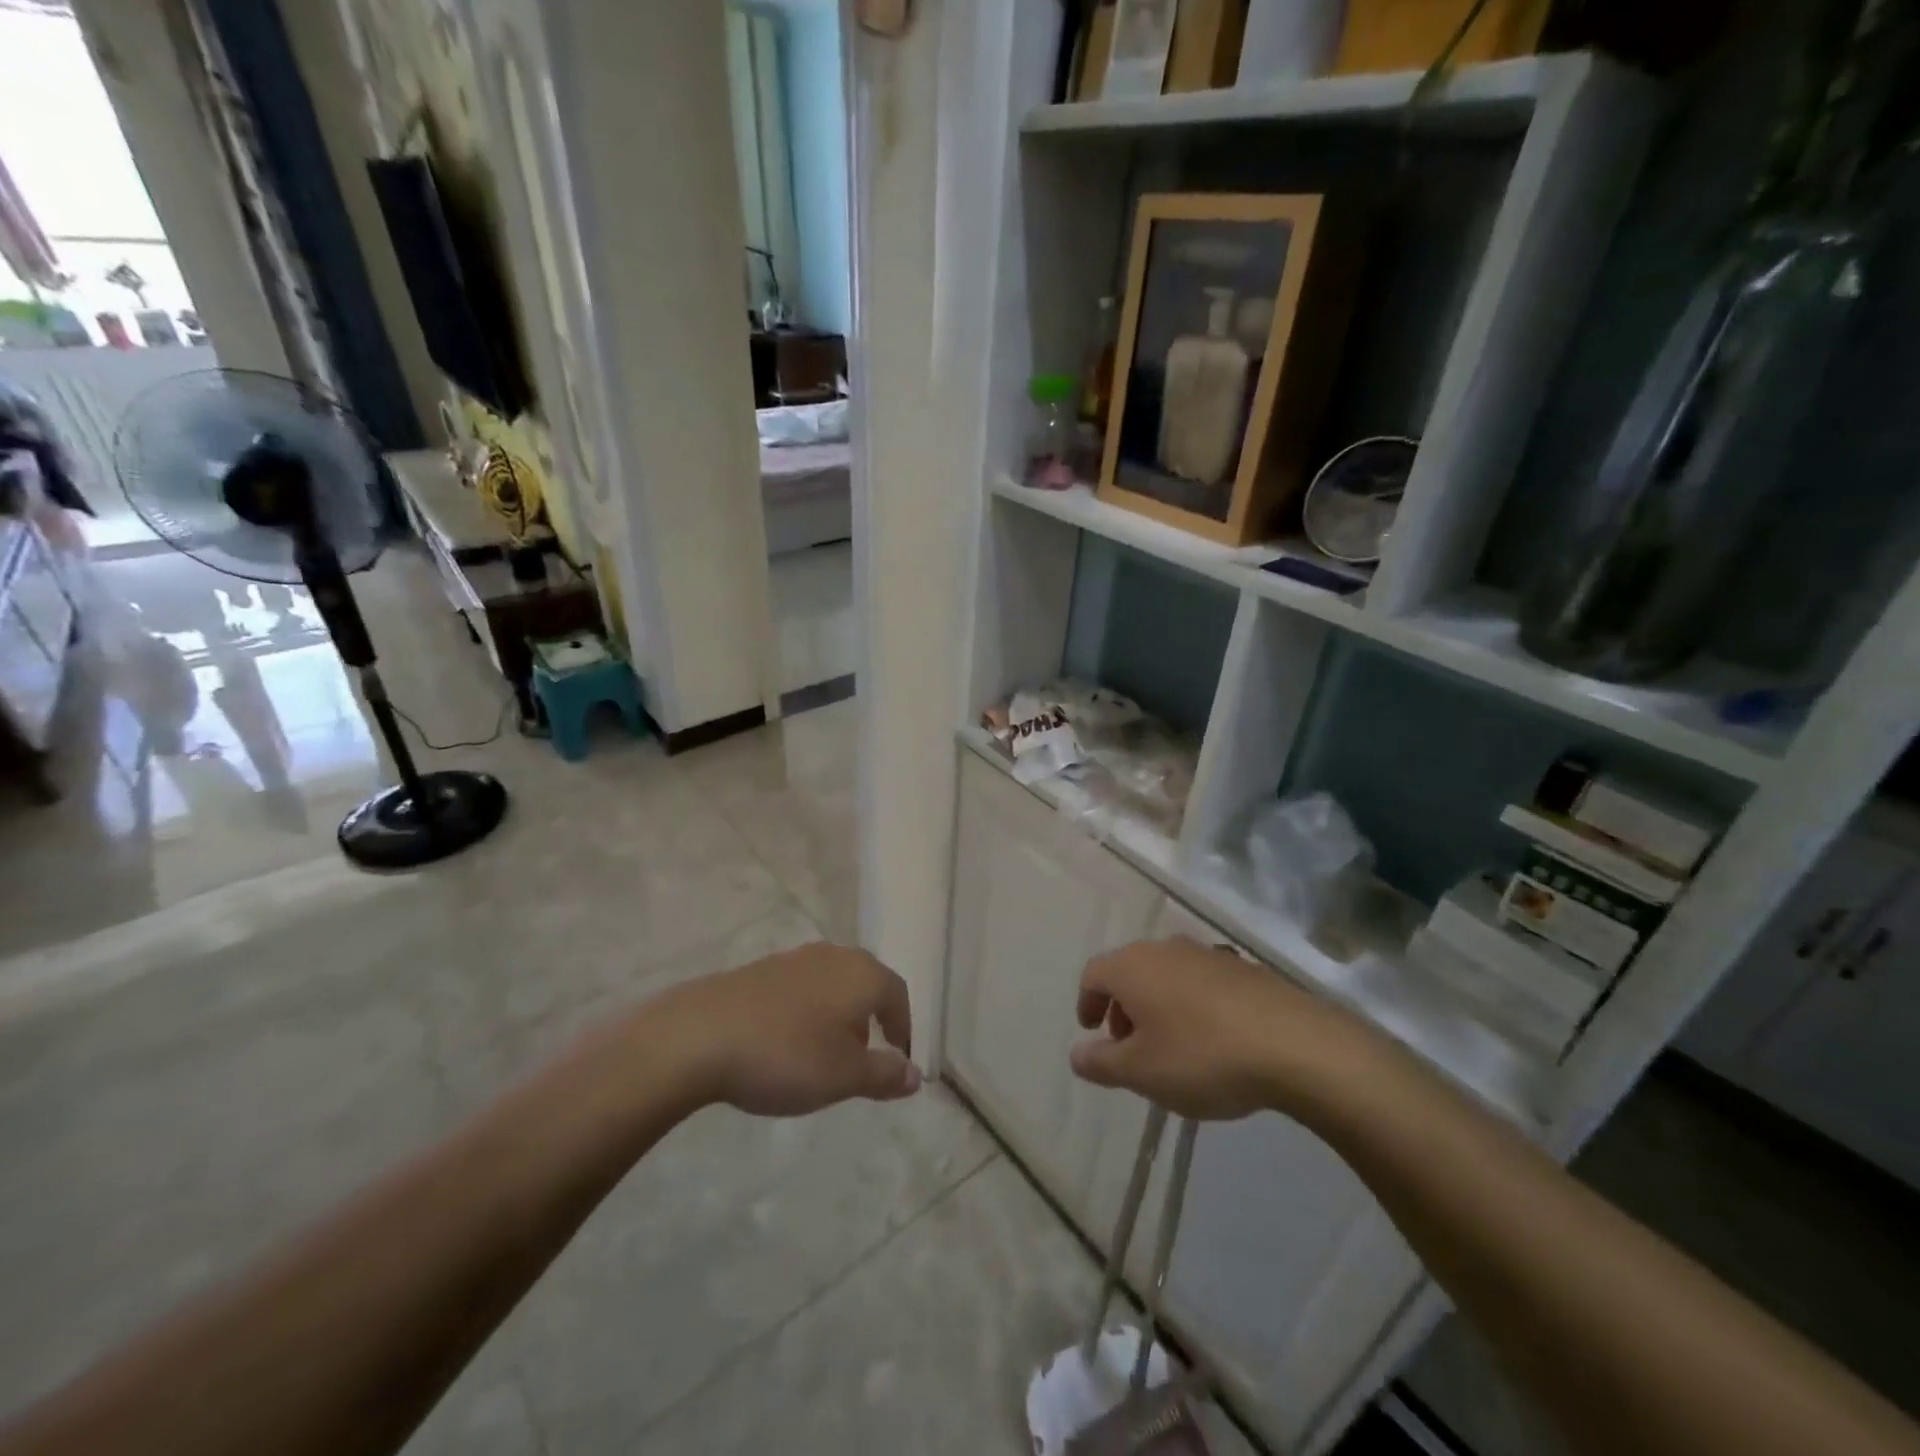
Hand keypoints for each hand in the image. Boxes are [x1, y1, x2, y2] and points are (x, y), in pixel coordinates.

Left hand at [648, 943, 920, 1115]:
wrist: (700, 1034)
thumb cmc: (786, 1055)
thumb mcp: (843, 1076)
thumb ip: (884, 1074)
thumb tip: (915, 1073)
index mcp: (863, 974)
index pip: (898, 995)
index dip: (903, 1027)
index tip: (898, 1058)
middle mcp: (834, 956)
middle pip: (865, 983)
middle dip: (870, 1019)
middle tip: (863, 1057)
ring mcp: (794, 958)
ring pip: (831, 984)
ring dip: (836, 1015)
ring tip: (823, 1053)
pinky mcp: (761, 968)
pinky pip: (799, 988)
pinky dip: (805, 1012)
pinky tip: (785, 1041)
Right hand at [1070, 937, 1355, 1119]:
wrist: (1296, 1045)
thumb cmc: (1202, 1056)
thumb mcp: (1142, 1072)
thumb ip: (1102, 1063)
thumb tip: (1077, 1054)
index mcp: (1133, 966)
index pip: (1094, 974)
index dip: (1087, 1003)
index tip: (1092, 1031)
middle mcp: (1166, 949)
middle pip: (1131, 971)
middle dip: (1123, 1007)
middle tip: (1129, 1046)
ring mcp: (1208, 954)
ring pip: (1167, 975)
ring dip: (1158, 1005)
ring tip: (1171, 1047)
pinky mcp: (1244, 968)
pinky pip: (1202, 982)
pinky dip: (1192, 1005)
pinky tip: (1212, 1041)